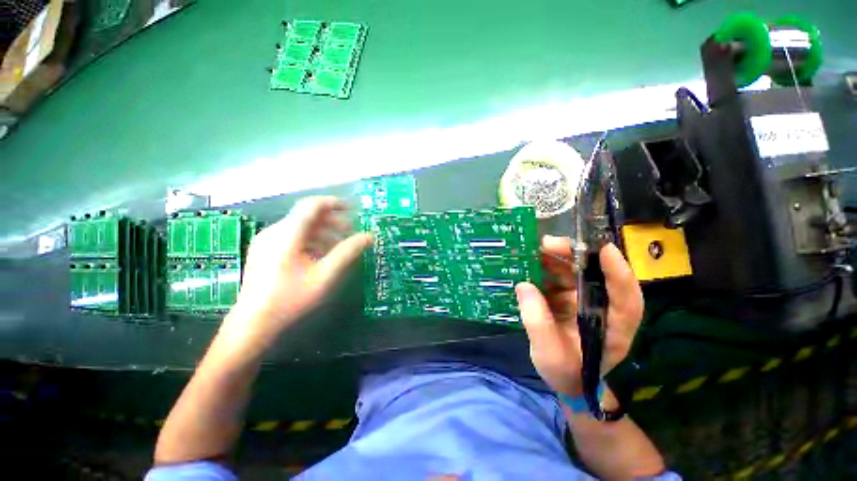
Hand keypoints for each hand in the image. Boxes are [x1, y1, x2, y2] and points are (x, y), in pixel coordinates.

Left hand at [222, 196, 371, 347]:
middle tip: (350, 231)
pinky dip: (311, 241)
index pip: (313, 205)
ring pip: (301, 228)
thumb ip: (348, 252)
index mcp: (287, 233)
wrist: (253, 322)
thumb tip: (368, 236)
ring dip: (323, 232)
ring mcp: (267, 242)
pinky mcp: (266, 252)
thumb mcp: (325, 274)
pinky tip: (321, 256)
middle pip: (307, 216)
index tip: (352, 209)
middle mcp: (275, 232)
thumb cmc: (291, 297)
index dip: (334, 203)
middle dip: (332, 221)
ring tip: (339, 246)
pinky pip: (293, 238)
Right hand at [515, 235, 642, 396]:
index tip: (603, 249)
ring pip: (577, 271)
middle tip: (547, 244)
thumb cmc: (567, 372)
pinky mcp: (571, 297)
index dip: (619, 273)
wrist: (567, 379)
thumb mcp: (550, 355)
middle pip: (597, 275)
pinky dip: (546, 267)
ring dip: (557, 257)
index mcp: (615, 327)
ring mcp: (587, 301)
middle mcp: (605, 308)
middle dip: (575, 256)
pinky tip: (531, 262)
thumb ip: (538, 323)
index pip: (627, 298)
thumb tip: (524, 286)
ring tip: (535, 250)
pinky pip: (559, 277)